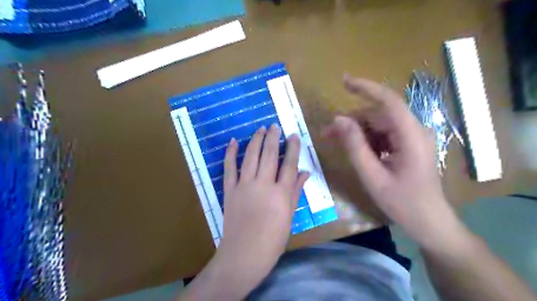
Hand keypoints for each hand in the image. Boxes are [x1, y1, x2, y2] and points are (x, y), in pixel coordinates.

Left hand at [216, 122, 307, 279]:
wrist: (243, 255)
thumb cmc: (272, 240)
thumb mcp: (289, 217)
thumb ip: (296, 192)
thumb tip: (304, 172)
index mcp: (280, 194)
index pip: (289, 164)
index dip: (292, 148)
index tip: (293, 135)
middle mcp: (263, 185)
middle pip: (269, 155)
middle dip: (273, 138)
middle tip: (275, 126)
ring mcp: (244, 186)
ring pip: (250, 157)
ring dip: (256, 140)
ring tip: (260, 128)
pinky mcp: (229, 190)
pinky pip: (229, 168)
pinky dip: (230, 153)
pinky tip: (234, 141)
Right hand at [323, 75, 465, 248]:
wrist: (428, 221)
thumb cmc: (401, 202)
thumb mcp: (372, 175)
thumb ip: (354, 146)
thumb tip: (339, 120)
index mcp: (411, 135)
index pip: (388, 100)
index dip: (365, 87)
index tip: (343, 81)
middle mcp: (414, 130)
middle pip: (378, 115)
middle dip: (351, 121)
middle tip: (327, 133)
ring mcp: (412, 137)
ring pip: (379, 124)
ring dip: (357, 132)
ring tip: (336, 143)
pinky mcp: (408, 145)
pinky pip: (384, 135)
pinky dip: (367, 140)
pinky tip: (357, 151)